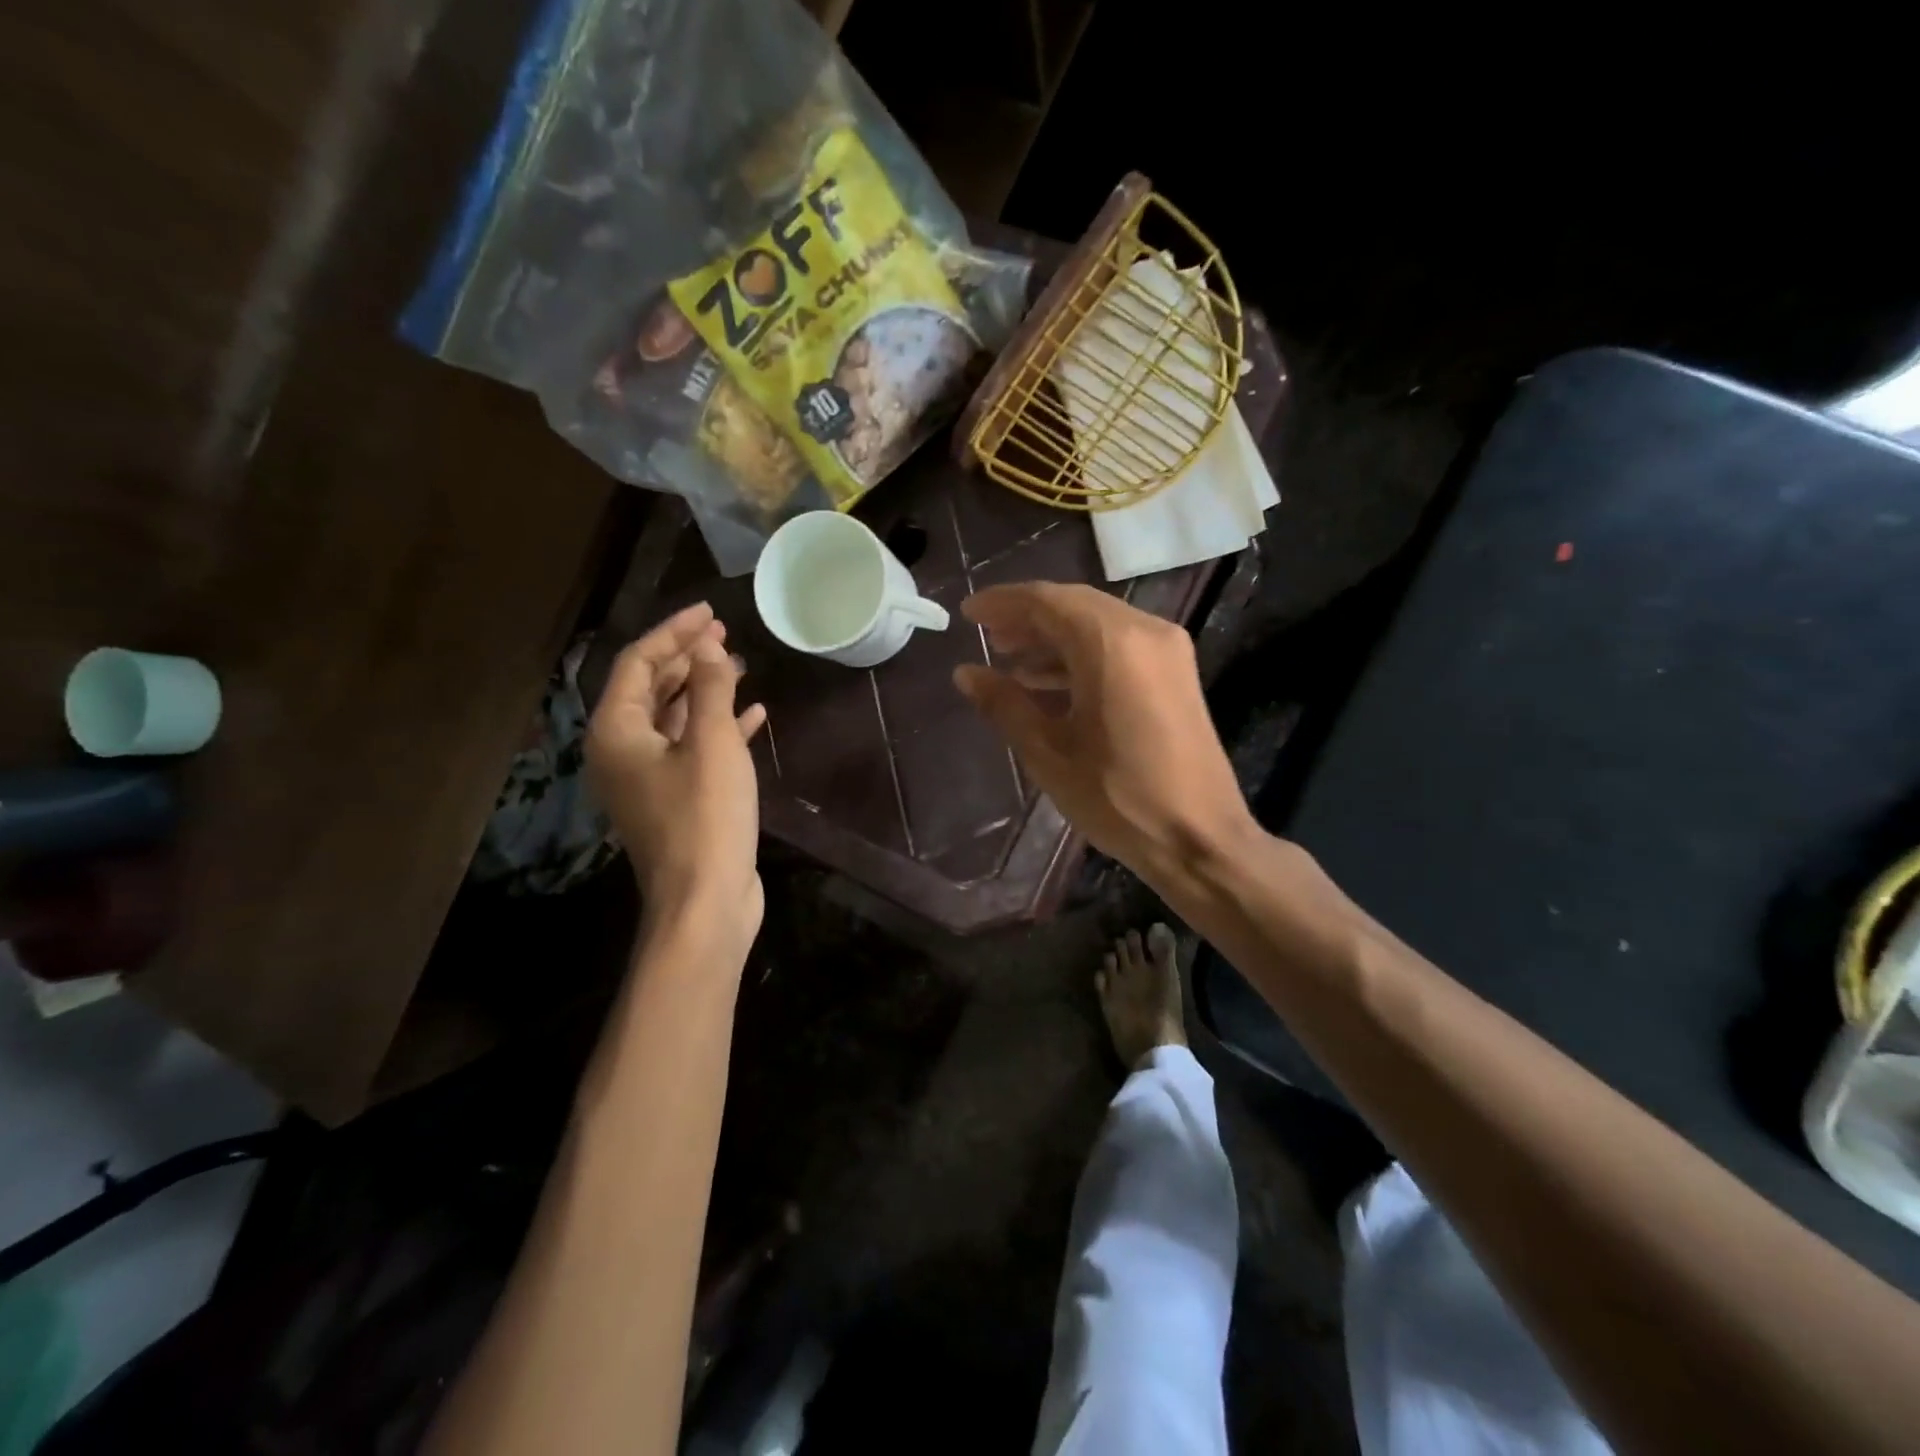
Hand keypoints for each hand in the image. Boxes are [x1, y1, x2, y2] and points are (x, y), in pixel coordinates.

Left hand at [587, 603, 766, 937]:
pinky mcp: (676, 800)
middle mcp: (622, 751)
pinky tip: (752, 716)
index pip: (638, 663)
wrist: (705, 902)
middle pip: (651, 688)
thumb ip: (709, 688)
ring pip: (673, 718)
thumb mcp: (712, 743)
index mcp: (616, 732)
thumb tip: (708, 646)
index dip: (673, 632)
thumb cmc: (705, 817)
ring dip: (704, 691)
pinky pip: (693, 749)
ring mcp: (648, 779)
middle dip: (687, 658)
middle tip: (723, 635)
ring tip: (739, 667)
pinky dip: (718, 728)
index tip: (710, 614)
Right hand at [952, 583, 1254, 880]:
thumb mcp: (1049, 752)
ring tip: (1010, 661)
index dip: (1002, 603)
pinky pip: (1120, 645)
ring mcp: (1167, 650)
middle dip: (1027, 617)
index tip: (968, 614)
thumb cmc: (1118, 797)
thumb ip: (1004, 704)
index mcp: (1111, 644)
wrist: (1200, 838)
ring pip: (1098, 623)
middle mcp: (1144, 631)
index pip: (1046, 601)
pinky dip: (1082, 654)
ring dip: (1053, 637)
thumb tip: (965, 673)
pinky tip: (1049, 682)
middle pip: (1074, 605)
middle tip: (987, 637)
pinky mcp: (1176, 673)